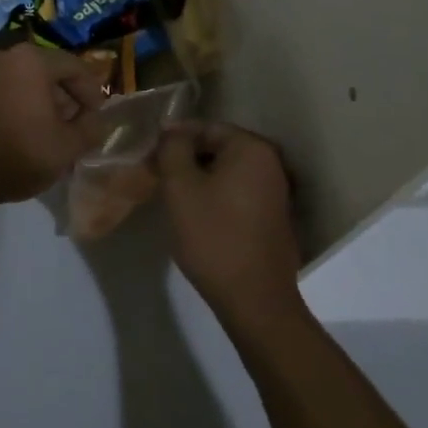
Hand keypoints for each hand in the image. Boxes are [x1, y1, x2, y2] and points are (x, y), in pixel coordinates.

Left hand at [0, 44, 107, 206]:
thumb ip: (91, 129)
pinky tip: (27, 132)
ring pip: (28, 81)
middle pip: (51, 71)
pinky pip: (8, 89)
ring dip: (46, 103)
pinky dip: (23, 105)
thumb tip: (97, 120)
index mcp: (32, 60)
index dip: (93, 93)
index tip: (98, 120)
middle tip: (78, 127)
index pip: (76, 67)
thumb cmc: (17, 154)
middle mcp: (7, 56)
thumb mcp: (67, 147)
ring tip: (54, 133)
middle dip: (69, 98)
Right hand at [157, 122, 304, 334]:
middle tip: (159, 176)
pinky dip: (217, 195)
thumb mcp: (180, 186)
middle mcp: (271, 163)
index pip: (205, 127)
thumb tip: (171, 129)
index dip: (174, 139)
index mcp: (252, 149)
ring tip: (173, 197)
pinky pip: (238, 192)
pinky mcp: (274, 217)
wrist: (255, 300)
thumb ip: (172, 148)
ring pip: (227, 172)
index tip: (150, 156)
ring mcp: (277, 191)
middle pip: (218, 147)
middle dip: (187, 158)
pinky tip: (198, 215)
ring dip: (200, 178)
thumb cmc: (213, 236)